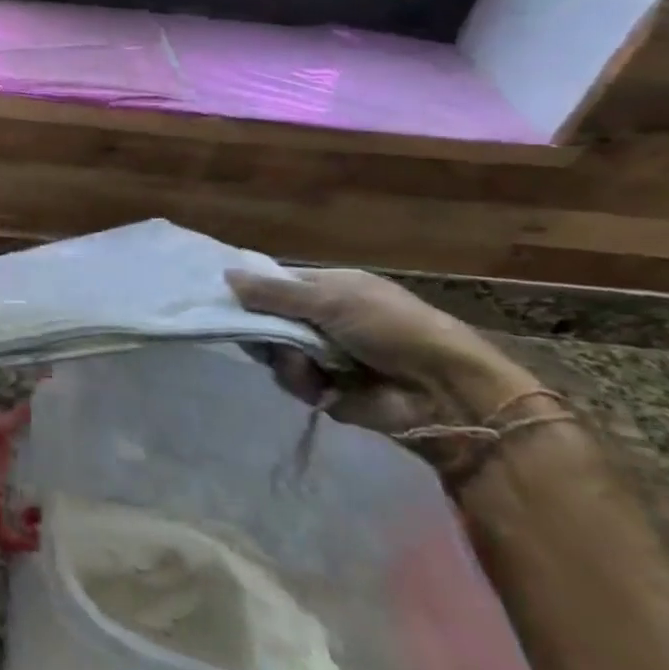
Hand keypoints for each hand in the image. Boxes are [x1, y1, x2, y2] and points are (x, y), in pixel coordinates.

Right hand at [225, 267, 542, 444]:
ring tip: (304, 365)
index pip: (277, 285)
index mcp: (331, 289)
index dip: (253, 291)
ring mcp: (326, 356)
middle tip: (259, 334)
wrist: (443, 392)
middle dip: (264, 329)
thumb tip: (225, 276)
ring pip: (277, 353)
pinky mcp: (328, 391)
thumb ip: (274, 293)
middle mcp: (325, 320)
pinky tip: (319, 386)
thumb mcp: (332, 300)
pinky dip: (302, 383)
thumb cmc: (392, 329)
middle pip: (270, 320)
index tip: (227, 298)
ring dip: (285, 359)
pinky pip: (294, 382)